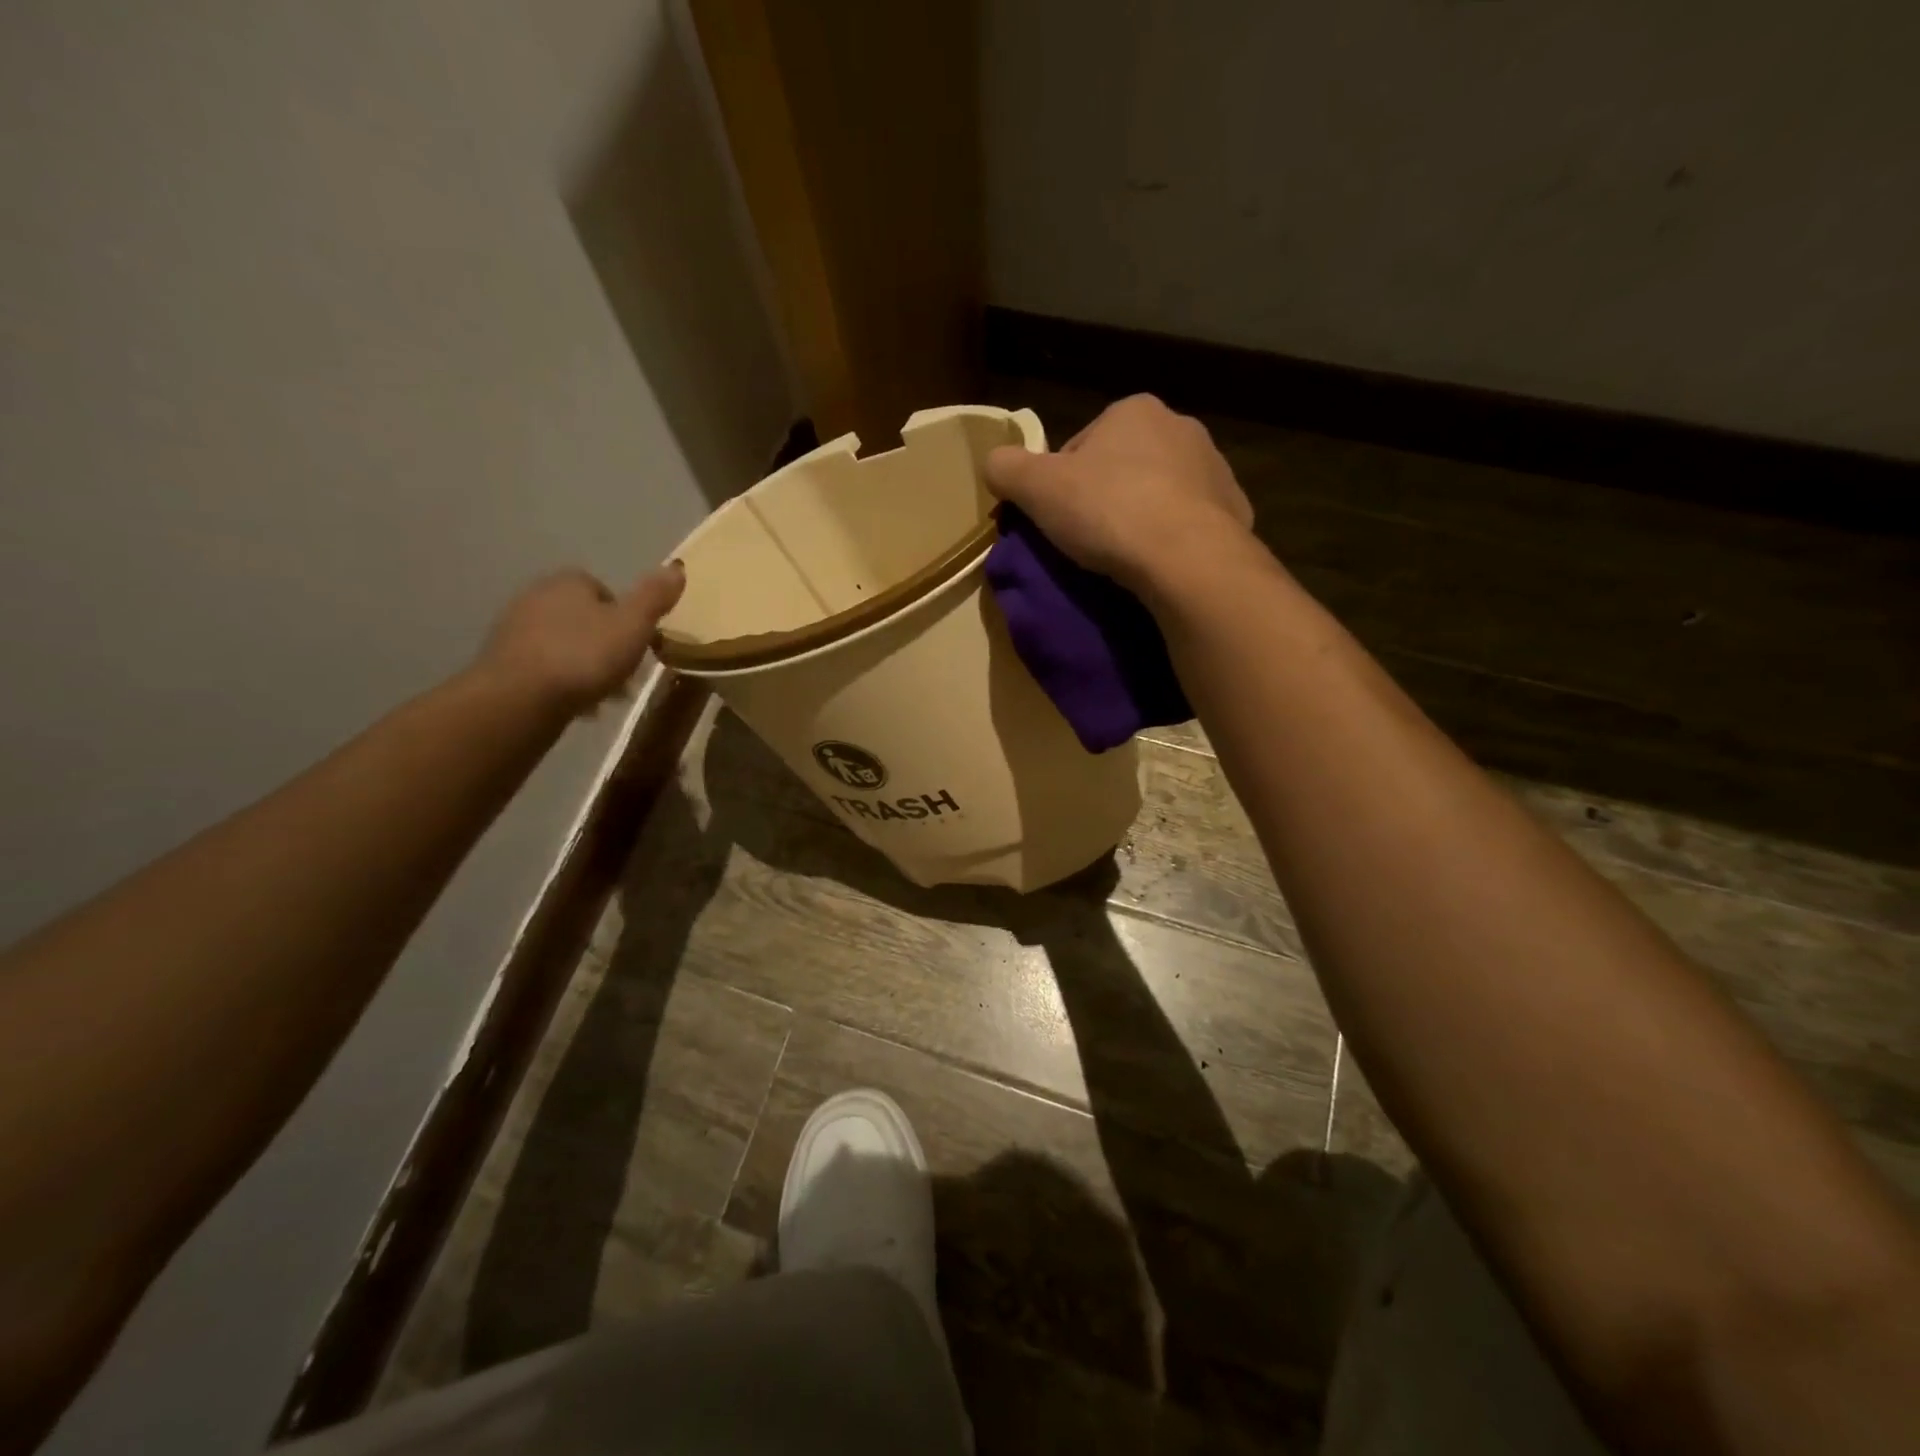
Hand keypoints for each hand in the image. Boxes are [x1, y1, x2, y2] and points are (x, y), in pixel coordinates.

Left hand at [477, 564, 684, 713]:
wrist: (520, 698)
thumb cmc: (584, 656)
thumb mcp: (633, 625)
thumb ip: (654, 597)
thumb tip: (677, 566)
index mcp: (569, 582)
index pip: (604, 590)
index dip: (626, 618)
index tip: (638, 645)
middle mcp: (536, 596)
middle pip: (585, 619)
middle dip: (606, 644)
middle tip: (626, 673)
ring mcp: (515, 629)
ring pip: (566, 644)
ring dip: (586, 665)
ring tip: (604, 695)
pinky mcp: (503, 662)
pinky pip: (546, 668)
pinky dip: (564, 682)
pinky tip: (577, 704)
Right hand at [985, 394, 1253, 591]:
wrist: (1186, 558)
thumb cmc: (1108, 511)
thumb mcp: (1036, 488)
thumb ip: (1006, 467)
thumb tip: (995, 463)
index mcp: (1133, 410)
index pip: (1081, 446)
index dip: (1060, 484)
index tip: (1056, 519)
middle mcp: (1180, 427)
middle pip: (1123, 466)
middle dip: (1104, 498)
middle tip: (1087, 540)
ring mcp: (1215, 468)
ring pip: (1160, 493)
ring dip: (1140, 517)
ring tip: (1123, 557)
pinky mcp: (1235, 511)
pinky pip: (1190, 523)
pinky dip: (1173, 539)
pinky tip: (1158, 565)